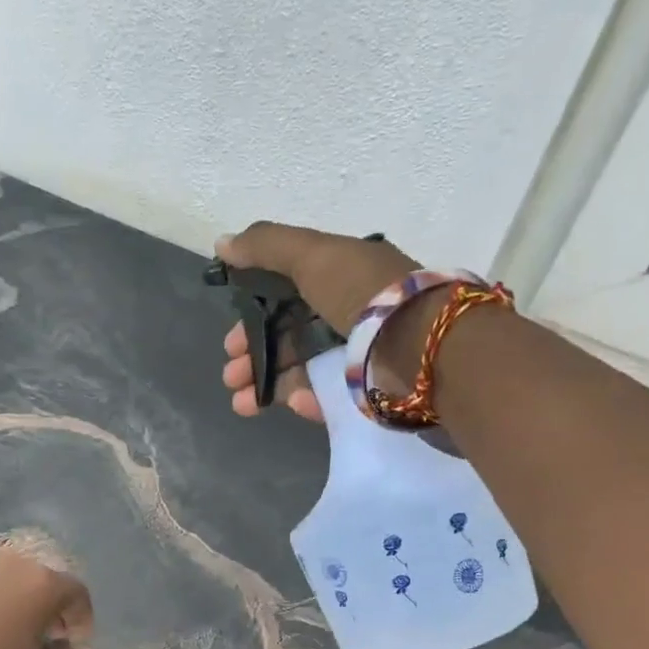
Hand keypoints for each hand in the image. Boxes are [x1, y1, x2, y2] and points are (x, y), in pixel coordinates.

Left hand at [0, 544, 94, 648]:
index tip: (75, 645)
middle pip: (42, 583)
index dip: (82, 620)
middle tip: (43, 641)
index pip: (78, 593)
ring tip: (6, 639)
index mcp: (43, 582)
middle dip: (49, 611)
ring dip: (15, 607)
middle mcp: (12, 563)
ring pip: (8, 584)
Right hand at [215, 223, 418, 421]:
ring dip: (268, 386)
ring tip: (243, 404)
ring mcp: (361, 355)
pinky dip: (308, 400)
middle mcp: (352, 313)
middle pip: (291, 337)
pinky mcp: (371, 391)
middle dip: (254, 356)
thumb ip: (267, 247)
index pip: (288, 295)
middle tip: (230, 375)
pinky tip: (294, 404)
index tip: (230, 339)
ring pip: (304, 371)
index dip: (253, 315)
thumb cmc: (366, 295)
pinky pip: (330, 396)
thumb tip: (222, 244)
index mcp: (342, 276)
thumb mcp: (314, 256)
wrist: (425, 349)